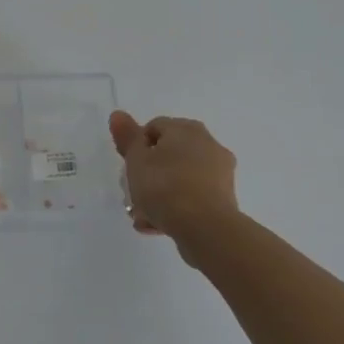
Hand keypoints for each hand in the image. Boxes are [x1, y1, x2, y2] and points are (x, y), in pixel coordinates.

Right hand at [109, 111, 238, 262]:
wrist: (205, 228)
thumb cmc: (165, 186)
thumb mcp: (136, 159)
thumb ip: (127, 137)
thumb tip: (118, 115)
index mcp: (187, 129)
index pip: (154, 128)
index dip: (136, 147)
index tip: (128, 168)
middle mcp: (208, 145)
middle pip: (168, 155)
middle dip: (148, 174)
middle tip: (132, 193)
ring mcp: (220, 174)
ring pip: (179, 179)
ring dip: (159, 195)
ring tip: (141, 216)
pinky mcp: (224, 201)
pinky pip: (192, 199)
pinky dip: (176, 208)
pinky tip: (157, 226)